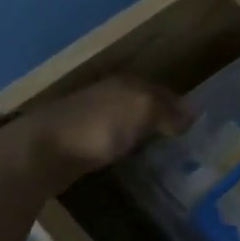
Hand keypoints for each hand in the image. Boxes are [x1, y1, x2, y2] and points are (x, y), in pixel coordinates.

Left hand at [0, 76, 187, 190]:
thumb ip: (168, 111)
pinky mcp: (79, 139)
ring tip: (163, 152)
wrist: (41, 152)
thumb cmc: (97, 127)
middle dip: (163, 118)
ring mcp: (92, 116)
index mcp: (127, 82)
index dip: (181, 107)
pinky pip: (112, 138)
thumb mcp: (143, 109)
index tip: (197, 127)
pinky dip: (125, 145)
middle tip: (184, 141)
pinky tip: (132, 158)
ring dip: (143, 132)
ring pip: (128, 120)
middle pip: (145, 104)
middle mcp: (110, 93)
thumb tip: (190, 116)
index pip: (164, 91)